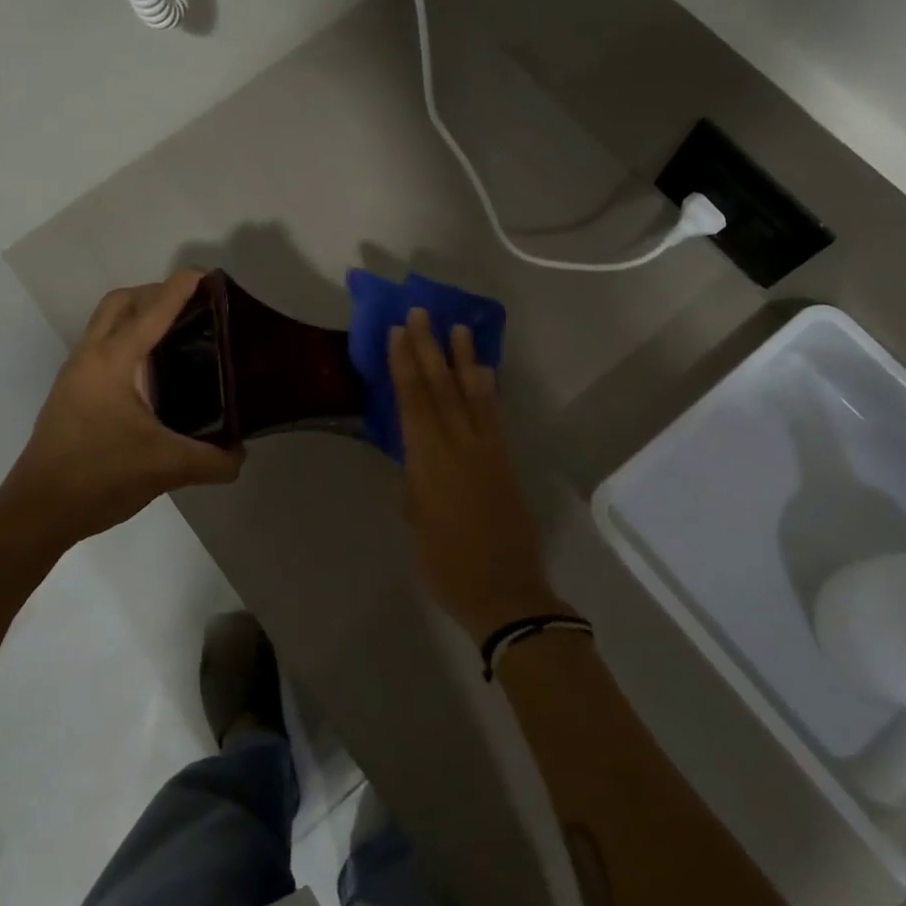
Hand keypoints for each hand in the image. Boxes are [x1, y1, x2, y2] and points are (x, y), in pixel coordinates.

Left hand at [0, 271, 243, 545]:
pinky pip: (103, 350)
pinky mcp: (72, 396)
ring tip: (178, 334)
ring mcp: (76, 376)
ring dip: (138, 316)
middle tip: (192, 305)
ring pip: (106, 325)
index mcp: (113, 362)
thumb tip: (241, 455)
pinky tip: (153, 374)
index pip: (152, 312)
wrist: (37, 511)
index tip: (206, 274)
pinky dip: (128, 343)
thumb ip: (213, 460)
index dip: (179, 289)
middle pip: (120, 303)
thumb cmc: (99, 476)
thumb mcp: (167, 468)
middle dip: (155, 293)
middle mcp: (90, 358)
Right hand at [389, 308, 566, 643]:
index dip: (405, 364)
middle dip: (430, 348)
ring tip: (457, 327)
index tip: (398, 332)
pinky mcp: (506, 460)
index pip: (414, 402)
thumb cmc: (447, 566)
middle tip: (422, 313)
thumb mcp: (417, 524)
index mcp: (430, 462)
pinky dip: (487, 388)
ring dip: (463, 358)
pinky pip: (494, 414)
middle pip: (442, 388)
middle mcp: (460, 446)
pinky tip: (483, 371)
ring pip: (472, 394)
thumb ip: (416, 484)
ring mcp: (488, 450)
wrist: (506, 592)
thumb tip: (414, 459)